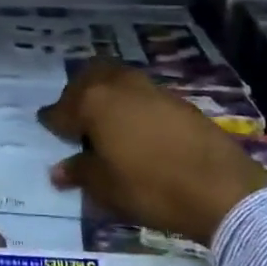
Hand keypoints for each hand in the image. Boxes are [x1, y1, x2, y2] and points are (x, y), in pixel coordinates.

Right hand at [41, 60, 266, 245]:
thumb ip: (79, 172)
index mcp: (93, 101)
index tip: (47, 126)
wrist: (220, 187)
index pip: (61, 108)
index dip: (52, 120)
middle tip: (75, 117)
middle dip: (77, 93)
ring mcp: (149, 87)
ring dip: (105, 93)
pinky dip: (129, 102)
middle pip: (88, 77)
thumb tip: (58, 169)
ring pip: (115, 78)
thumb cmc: (151, 188)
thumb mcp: (106, 188)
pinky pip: (139, 92)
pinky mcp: (175, 97)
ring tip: (105, 121)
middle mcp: (117, 84)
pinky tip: (135, 127)